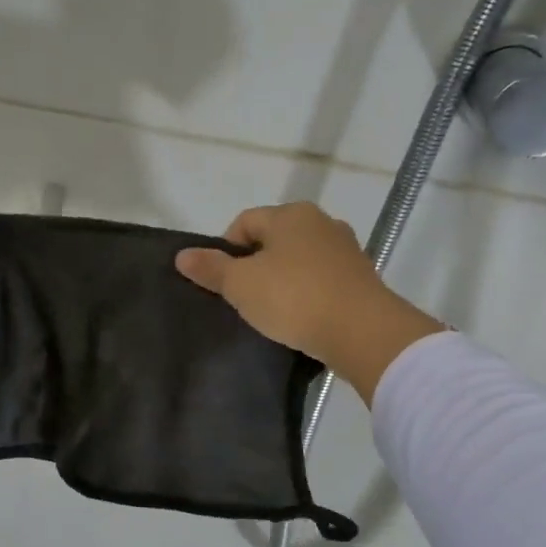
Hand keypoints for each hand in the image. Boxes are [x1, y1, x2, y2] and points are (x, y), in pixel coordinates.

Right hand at [175, 202, 442, 402]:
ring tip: (272, 311)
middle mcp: (321, 222)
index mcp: (290, 214)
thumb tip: (182, 255)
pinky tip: (301, 317)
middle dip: (255, 265)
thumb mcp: (241, 285)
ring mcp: (346, 249)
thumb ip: (211, 268)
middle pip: (273, 240)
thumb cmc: (294, 298)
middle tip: (244, 298)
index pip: (244, 223)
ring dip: (283, 280)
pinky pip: (322, 279)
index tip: (223, 283)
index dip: (225, 250)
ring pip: (299, 260)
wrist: (363, 332)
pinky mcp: (362, 277)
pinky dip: (308, 293)